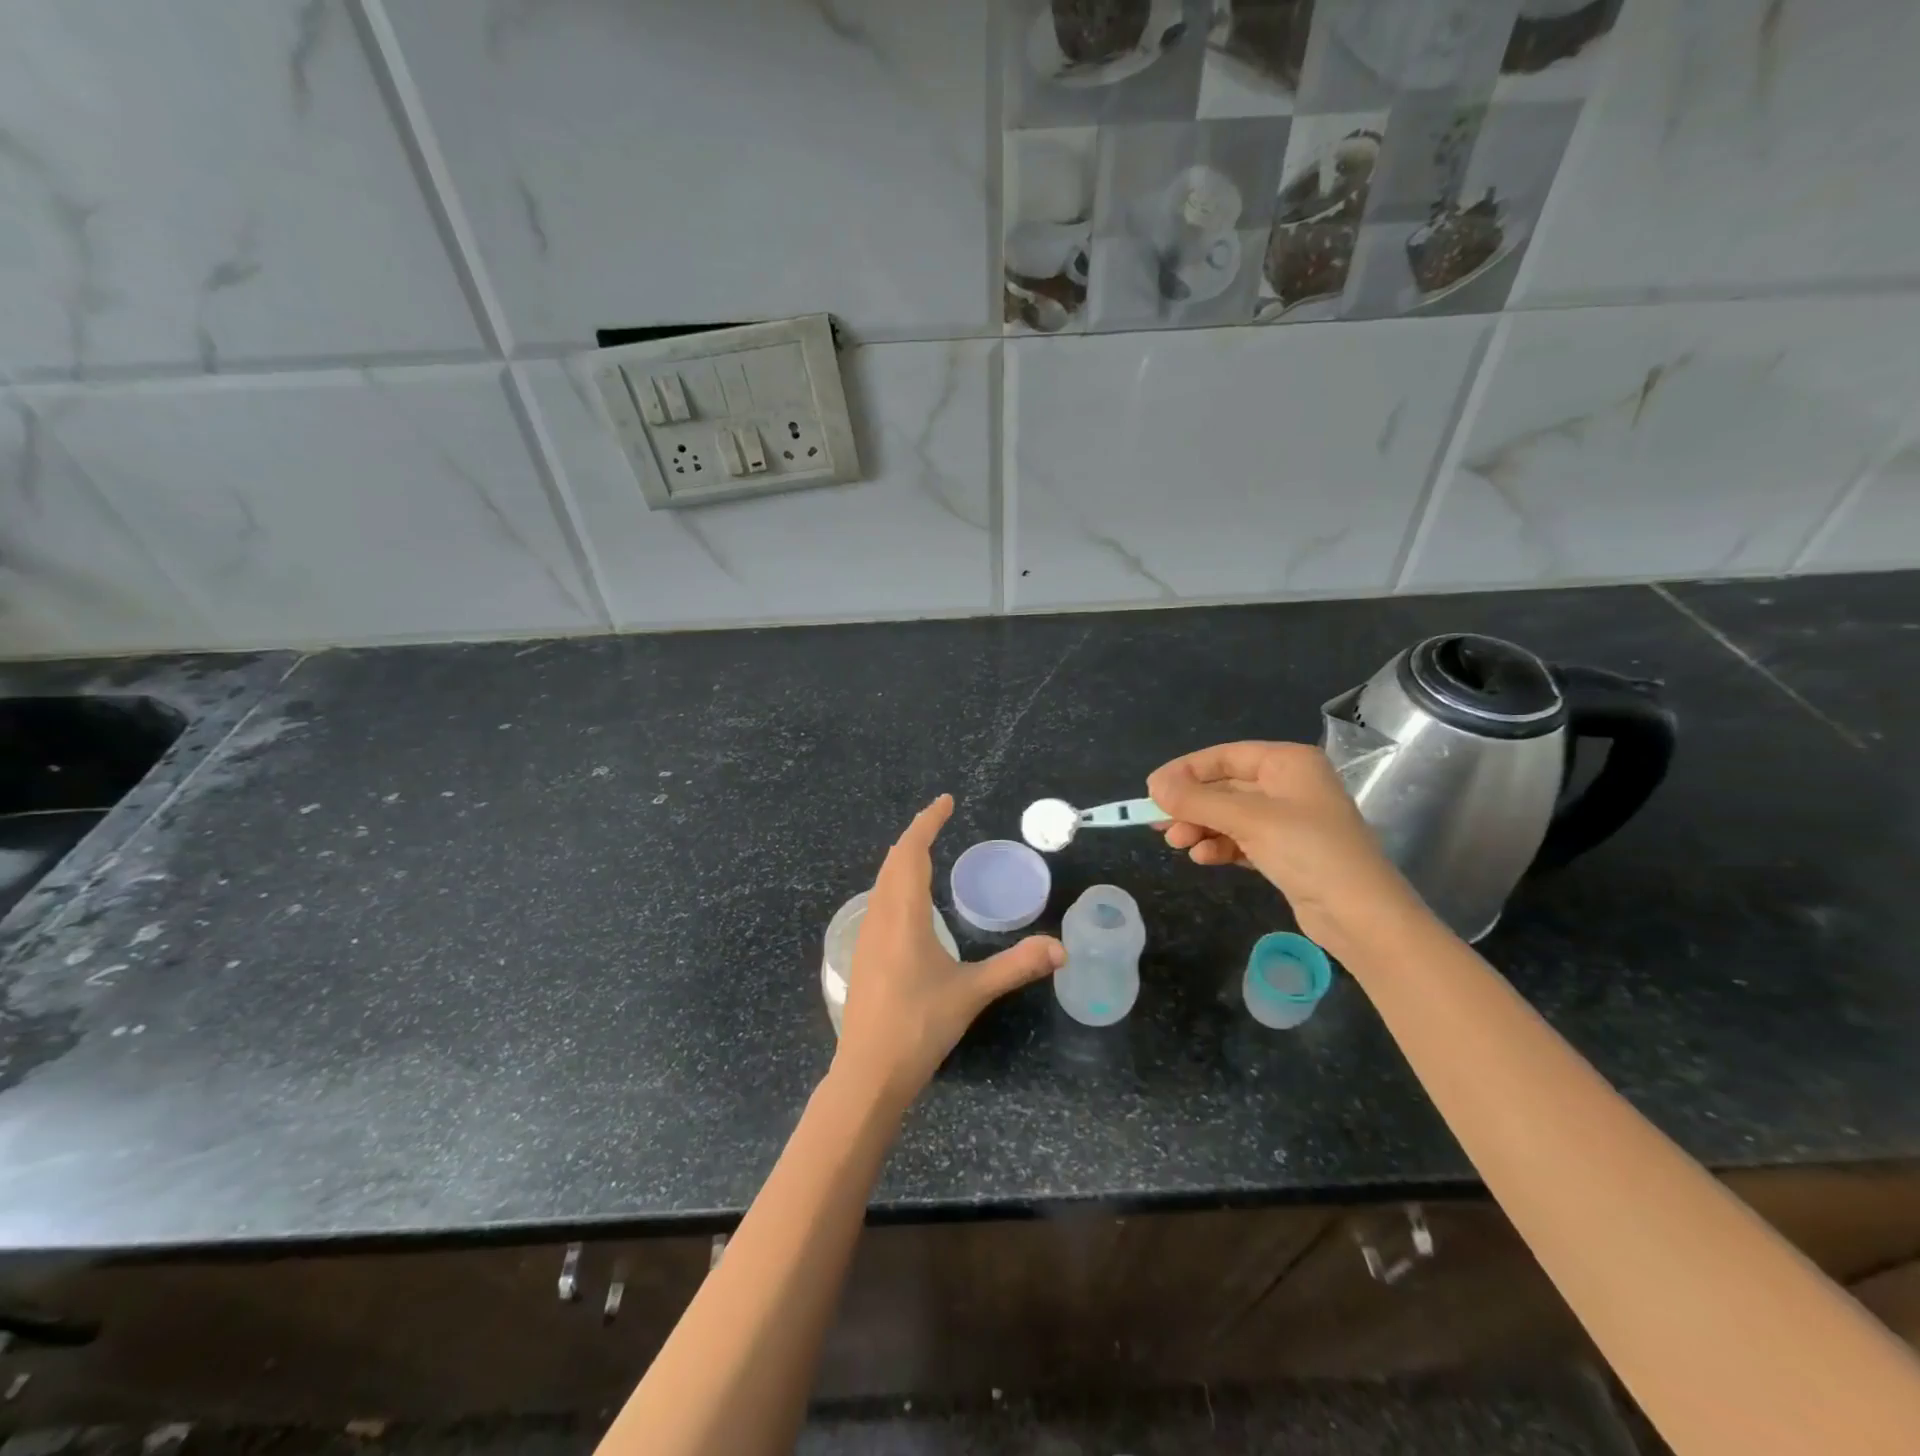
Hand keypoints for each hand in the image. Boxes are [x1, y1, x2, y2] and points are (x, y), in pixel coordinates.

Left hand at [833, 794, 1063, 1114]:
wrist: (868, 1073)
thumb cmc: (919, 1026)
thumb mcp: (972, 993)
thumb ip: (1016, 966)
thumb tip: (1061, 948)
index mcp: (903, 915)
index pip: (911, 853)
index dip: (927, 823)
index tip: (945, 802)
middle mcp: (879, 917)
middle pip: (893, 861)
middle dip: (915, 835)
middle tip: (939, 819)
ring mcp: (865, 936)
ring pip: (881, 881)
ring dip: (901, 858)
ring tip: (925, 851)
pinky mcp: (861, 954)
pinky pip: (877, 900)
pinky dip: (893, 882)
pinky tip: (908, 902)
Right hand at [1147, 741, 1419, 952]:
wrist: (1361, 915)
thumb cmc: (1309, 851)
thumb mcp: (1248, 819)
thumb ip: (1198, 800)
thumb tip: (1154, 785)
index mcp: (1288, 763)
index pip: (1225, 757)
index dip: (1185, 771)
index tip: (1151, 790)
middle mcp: (1289, 785)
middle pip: (1225, 787)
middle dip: (1191, 805)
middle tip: (1158, 824)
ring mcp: (1288, 820)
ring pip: (1229, 815)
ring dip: (1201, 827)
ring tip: (1178, 844)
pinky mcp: (1285, 852)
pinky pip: (1241, 840)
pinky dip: (1220, 846)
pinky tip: (1204, 859)